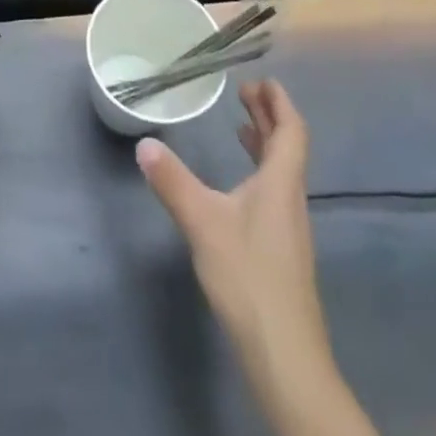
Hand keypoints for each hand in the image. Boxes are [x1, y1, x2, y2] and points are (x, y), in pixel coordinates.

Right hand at [137, 80, 329, 370]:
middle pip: (288, 148)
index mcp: (280, 184)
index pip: (291, 131)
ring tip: (240, 127)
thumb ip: (173, 181)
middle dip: (268, 116)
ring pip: (282, 171)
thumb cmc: (248, 277)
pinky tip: (238, 185)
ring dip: (264, 143)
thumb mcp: (202, 223)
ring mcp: (289, 228)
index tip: (261, 80)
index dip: (279, 103)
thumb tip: (144, 144)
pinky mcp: (281, 250)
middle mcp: (290, 199)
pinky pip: (274, 191)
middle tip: (244, 92)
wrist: (284, 355)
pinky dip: (259, 171)